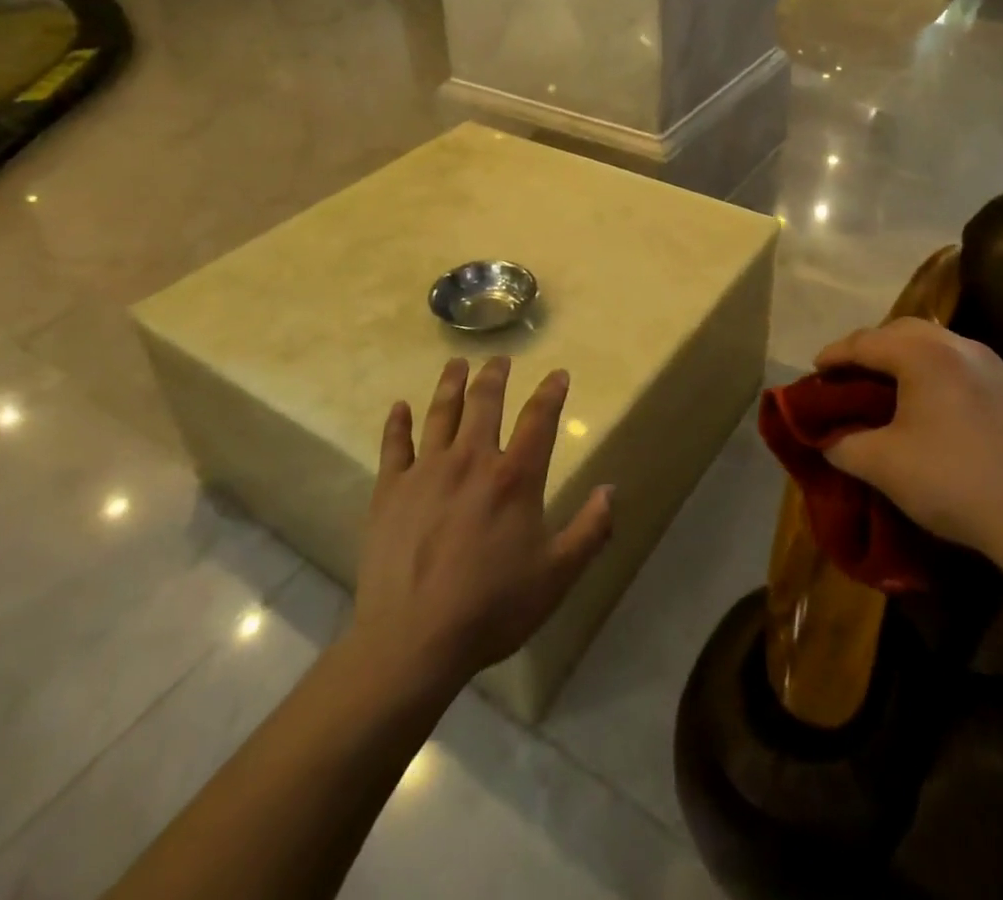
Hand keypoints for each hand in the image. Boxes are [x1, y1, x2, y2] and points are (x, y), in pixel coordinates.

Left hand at [348, 357, 614, 694]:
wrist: (413, 641)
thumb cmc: (493, 608)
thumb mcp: (557, 575)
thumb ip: (590, 530)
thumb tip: (612, 490)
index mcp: (514, 477)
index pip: (539, 419)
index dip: (551, 392)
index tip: (558, 373)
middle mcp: (471, 460)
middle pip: (484, 403)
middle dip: (494, 376)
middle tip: (499, 359)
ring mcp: (426, 472)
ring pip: (441, 413)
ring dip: (451, 384)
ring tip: (456, 364)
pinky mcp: (390, 491)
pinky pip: (394, 446)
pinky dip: (397, 423)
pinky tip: (399, 407)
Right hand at [814, 319, 1002, 568]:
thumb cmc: (952, 483)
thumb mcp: (881, 466)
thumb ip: (842, 445)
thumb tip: (828, 439)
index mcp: (924, 356)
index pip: (866, 342)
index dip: (835, 354)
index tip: (815, 370)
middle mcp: (962, 347)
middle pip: (905, 331)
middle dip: (873, 346)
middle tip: (852, 371)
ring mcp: (999, 366)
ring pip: (942, 346)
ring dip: (911, 357)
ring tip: (895, 383)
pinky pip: (972, 368)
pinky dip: (946, 375)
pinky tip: (944, 405)